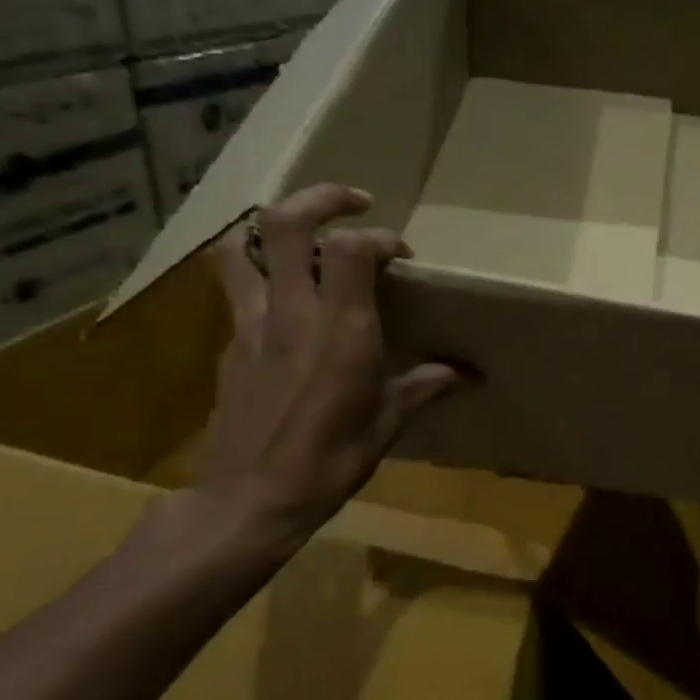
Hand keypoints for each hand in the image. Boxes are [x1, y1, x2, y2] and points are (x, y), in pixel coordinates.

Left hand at [195, 184, 464, 545]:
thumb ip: (427, 385)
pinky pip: (238, 288)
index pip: (352, 247)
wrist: (249, 501)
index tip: (403, 257)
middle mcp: (291, 312)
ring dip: (273, 228)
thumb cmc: (329, 461)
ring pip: (241, 246)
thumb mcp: (389, 423)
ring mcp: (251, 324)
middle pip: (282, 221)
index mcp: (340, 328)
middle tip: (352, 203)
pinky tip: (286, 302)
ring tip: (305, 239)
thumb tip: (470, 375)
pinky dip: (261, 274)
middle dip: (320, 198)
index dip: (382, 237)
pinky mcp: (229, 344)